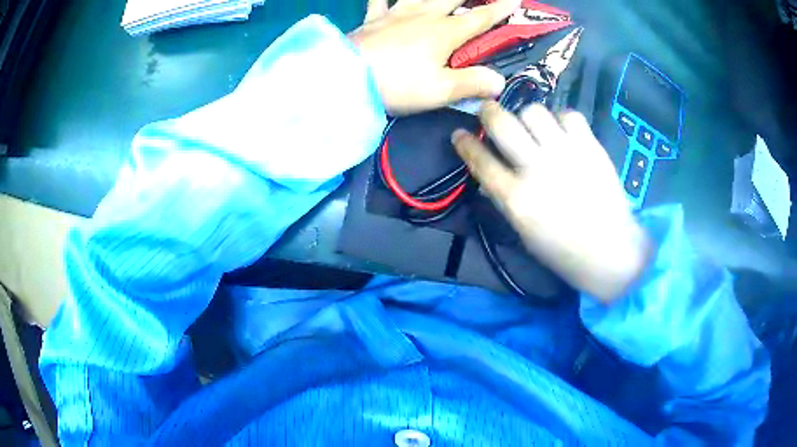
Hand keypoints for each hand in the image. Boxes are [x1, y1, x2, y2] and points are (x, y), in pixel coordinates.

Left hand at [350, 0, 520, 115]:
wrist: (347, 79)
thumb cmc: (397, 85)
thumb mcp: (440, 91)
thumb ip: (472, 84)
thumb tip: (499, 81)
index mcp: (445, 33)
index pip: (481, 18)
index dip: (500, 9)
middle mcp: (424, 16)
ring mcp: (396, 14)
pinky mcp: (373, 20)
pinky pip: (378, 1)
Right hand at [452, 102, 652, 302]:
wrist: (610, 251)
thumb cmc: (563, 250)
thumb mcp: (523, 232)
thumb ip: (504, 198)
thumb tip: (488, 172)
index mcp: (517, 198)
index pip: (480, 160)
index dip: (465, 142)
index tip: (459, 133)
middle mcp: (537, 169)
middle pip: (502, 122)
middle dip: (489, 112)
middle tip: (491, 114)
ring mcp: (566, 154)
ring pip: (533, 111)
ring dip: (527, 117)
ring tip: (534, 128)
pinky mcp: (590, 147)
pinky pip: (568, 115)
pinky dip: (561, 120)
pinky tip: (563, 134)